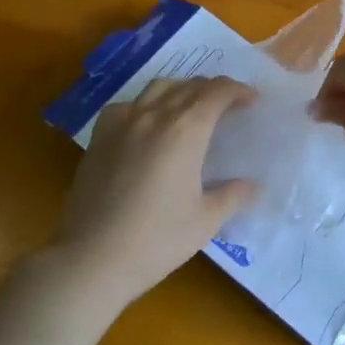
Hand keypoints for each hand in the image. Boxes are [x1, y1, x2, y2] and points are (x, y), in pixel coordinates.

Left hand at [52, 77, 254, 306]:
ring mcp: (122, 123)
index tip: (250, 101)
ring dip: (181, 90)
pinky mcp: (99, 138)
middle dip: (213, 90)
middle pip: (189, 85)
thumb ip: (232, 196)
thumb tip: (253, 186)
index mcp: (186, 130)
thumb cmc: (156, 240)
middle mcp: (155, 115)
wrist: (91, 258)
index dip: (237, 90)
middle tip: (227, 107)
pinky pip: (127, 105)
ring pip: (158, 87)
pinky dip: (145, 105)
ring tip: (190, 108)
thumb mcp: (205, 221)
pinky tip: (146, 125)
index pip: (217, 92)